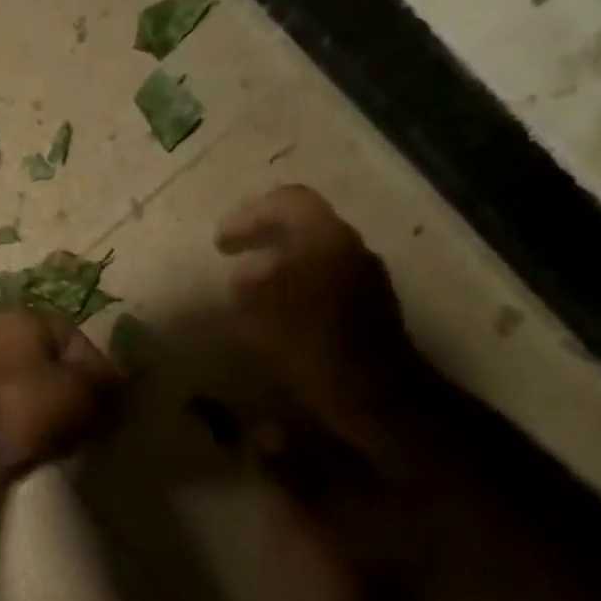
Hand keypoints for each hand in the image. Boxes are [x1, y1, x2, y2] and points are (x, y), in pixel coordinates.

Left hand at [0, 308, 119, 484]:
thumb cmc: (19, 406)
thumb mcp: (78, 392)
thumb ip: (105, 386)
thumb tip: (117, 389)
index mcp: (26, 319)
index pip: (81, 342)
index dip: (101, 376)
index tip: (109, 408)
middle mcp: (0, 335)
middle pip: (58, 367)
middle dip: (78, 398)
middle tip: (91, 427)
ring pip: (37, 391)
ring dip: (57, 415)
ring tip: (67, 442)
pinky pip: (15, 410)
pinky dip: (31, 426)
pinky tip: (41, 448)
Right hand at [216, 185, 428, 459]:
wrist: (378, 397)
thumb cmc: (315, 349)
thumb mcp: (264, 318)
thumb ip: (250, 290)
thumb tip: (244, 278)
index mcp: (326, 241)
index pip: (289, 203)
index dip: (250, 216)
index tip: (221, 242)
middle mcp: (349, 251)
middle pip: (302, 227)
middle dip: (262, 239)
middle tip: (229, 257)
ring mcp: (363, 279)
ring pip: (313, 256)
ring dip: (277, 266)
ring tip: (245, 292)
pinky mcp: (366, 308)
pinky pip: (322, 282)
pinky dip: (293, 289)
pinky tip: (273, 318)